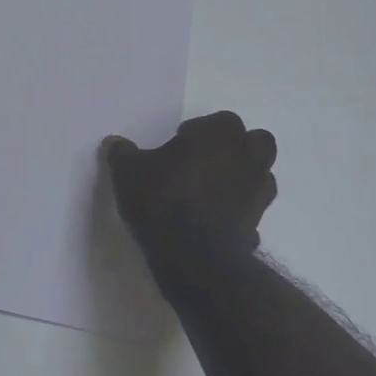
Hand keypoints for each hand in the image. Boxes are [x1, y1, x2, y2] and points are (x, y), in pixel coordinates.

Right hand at [103, 112, 277, 253]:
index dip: (200, 130)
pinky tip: (213, 220)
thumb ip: (123, 153)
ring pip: (261, 175)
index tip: (178, 143)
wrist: (192, 256)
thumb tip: (114, 143)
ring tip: (209, 190)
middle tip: (202, 161)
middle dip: (235, 148)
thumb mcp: (128, 171)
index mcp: (221, 134)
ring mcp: (258, 193)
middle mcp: (248, 158)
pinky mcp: (258, 224)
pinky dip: (238, 211)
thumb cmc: (161, 198)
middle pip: (256, 141)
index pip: (221, 120)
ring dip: (241, 177)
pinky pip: (251, 209)